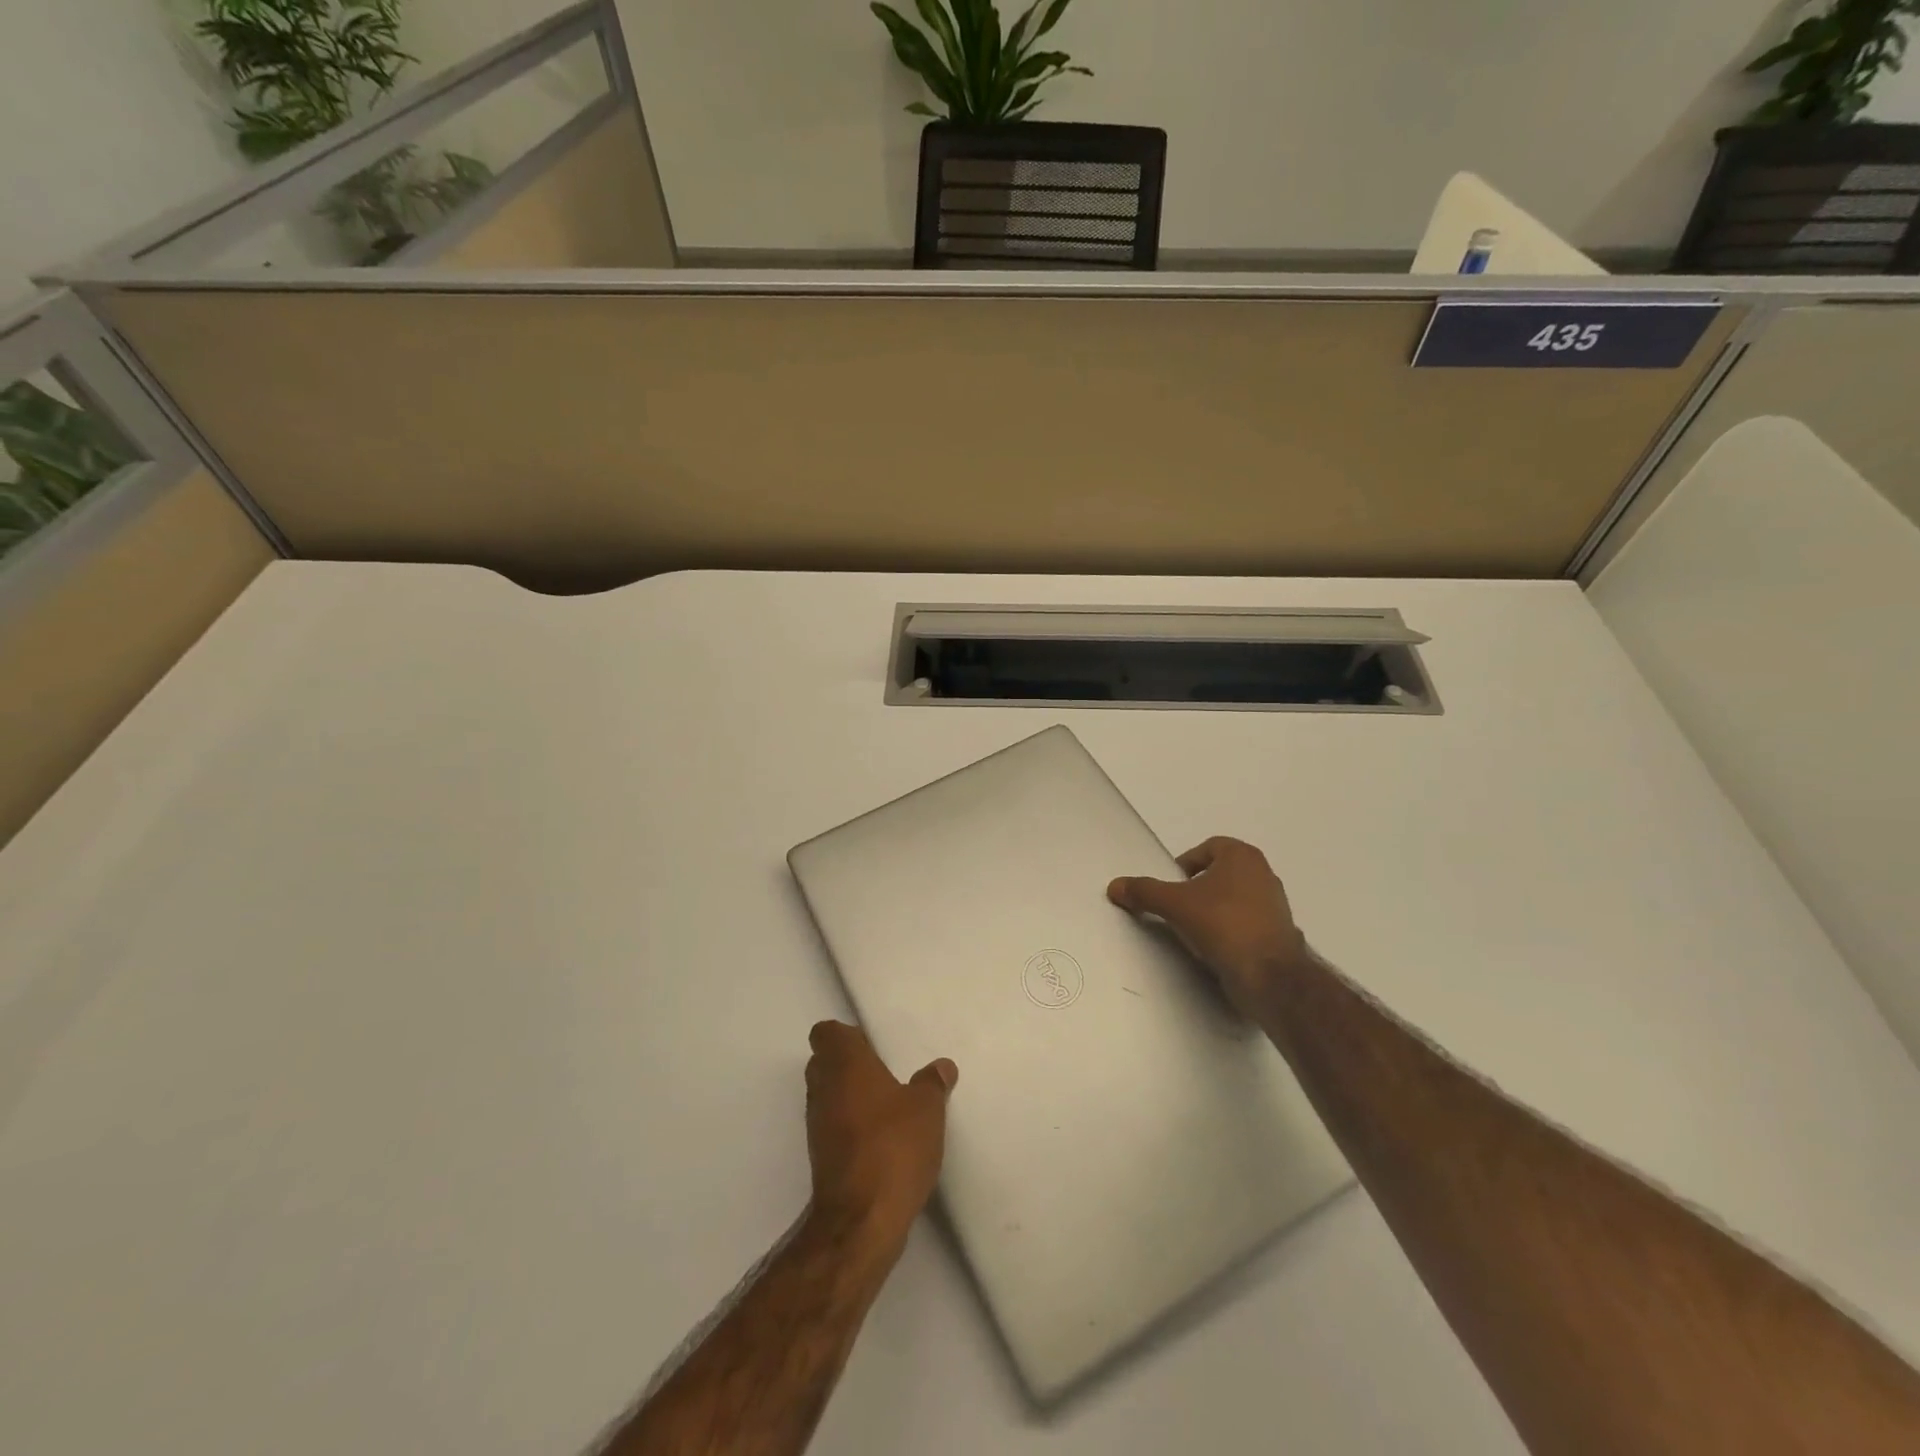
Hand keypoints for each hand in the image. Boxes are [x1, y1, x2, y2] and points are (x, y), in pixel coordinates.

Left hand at [804, 1021, 956, 1248]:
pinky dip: (850, 1126)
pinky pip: (833, 1127)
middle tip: (883, 1070)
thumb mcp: (927, 1109)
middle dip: (848, 1064)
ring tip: (887, 1104)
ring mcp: (817, 1126)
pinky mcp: (821, 1158)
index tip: (871, 1044)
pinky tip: (880, 1137)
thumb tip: (942, 1066)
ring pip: (827, 1095)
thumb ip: (932, 1083)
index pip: (826, 1033)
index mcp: (844, 1064)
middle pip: (823, 1062)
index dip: (845, 1035)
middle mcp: (823, 1089)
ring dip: (849, 1096)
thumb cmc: (893, 1147)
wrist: (861, 1221)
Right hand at [1107, 836, 1310, 1017]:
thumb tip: (1114, 886)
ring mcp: (1276, 906)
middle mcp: (1264, 874)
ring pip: (1234, 900)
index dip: (1185, 864)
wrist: (1269, 976)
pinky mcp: (1279, 935)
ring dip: (1213, 911)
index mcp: (1243, 856)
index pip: (1208, 848)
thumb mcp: (1174, 904)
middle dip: (1198, 889)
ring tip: (1193, 931)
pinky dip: (1230, 932)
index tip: (1171, 887)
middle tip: (1177, 908)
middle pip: (1220, 874)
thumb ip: (1144, 892)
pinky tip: (1215, 949)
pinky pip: (1246, 925)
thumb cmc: (1223, 924)